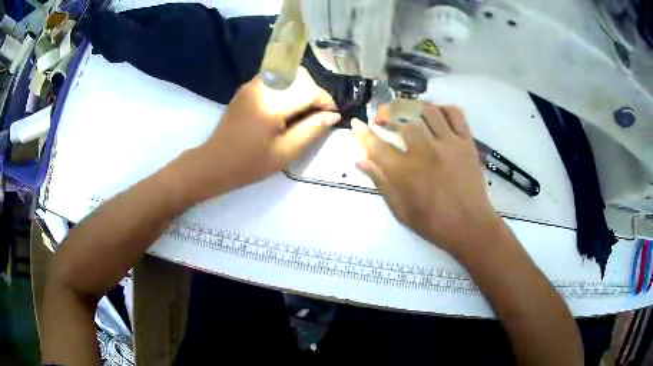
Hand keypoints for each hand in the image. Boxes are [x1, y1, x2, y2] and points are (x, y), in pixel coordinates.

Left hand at [193, 67, 340, 195]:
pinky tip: (286, 106)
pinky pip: (275, 77)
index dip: (326, 101)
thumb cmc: (250, 164)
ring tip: (303, 109)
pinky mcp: (247, 87)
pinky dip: (287, 86)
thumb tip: (333, 116)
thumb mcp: (286, 152)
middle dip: (314, 91)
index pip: (309, 90)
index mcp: (271, 104)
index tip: (333, 115)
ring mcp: (252, 84)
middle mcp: (262, 86)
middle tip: (317, 113)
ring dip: (301, 86)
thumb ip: (312, 130)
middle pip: (300, 75)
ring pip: (288, 73)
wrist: (215, 162)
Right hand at [352, 102, 501, 255]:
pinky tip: (435, 113)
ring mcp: (449, 143)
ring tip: (406, 112)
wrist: (469, 226)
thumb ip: (380, 181)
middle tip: (383, 118)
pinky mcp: (467, 142)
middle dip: (387, 112)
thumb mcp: (400, 209)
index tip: (356, 124)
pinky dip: (442, 108)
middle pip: (402, 117)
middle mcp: (426, 151)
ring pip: (427, 110)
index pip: (377, 145)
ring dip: (412, 106)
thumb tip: (360, 161)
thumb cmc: (433, 222)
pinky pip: (455, 114)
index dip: (362, 132)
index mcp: (406, 172)